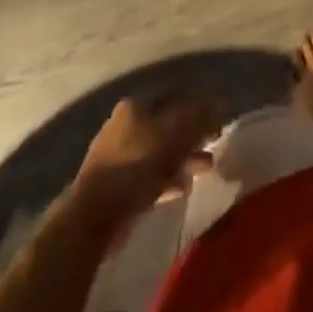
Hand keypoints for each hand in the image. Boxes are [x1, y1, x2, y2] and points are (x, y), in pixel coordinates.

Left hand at [68, 92, 222, 231]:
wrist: (92, 217)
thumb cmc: (136, 165)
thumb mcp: (174, 134)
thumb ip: (199, 115)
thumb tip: (220, 100)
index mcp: (137, 105)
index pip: (175, 93)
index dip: (200, 102)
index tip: (219, 116)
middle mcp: (126, 124)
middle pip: (168, 122)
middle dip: (194, 133)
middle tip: (214, 141)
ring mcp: (119, 155)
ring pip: (161, 150)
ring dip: (185, 157)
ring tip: (205, 168)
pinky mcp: (118, 184)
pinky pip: (150, 175)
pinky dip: (168, 178)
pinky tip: (183, 188)